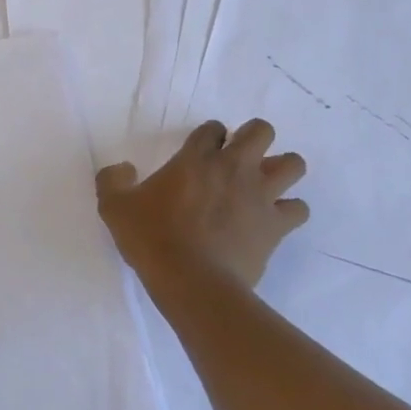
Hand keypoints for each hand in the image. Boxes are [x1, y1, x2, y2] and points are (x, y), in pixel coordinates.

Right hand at [96, 119, 308, 290]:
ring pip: (293, 164)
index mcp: (195, 159)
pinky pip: (298, 209)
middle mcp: (233, 168)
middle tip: (237, 159)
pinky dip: (289, 211)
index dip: (208, 135)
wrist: (191, 281)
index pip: (212, 128)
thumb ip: (112, 180)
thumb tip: (122, 168)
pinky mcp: (276, 225)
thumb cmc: (151, 238)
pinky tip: (273, 220)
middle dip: (252, 138)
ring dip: (281, 169)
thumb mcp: (114, 207)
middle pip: (261, 131)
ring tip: (263, 185)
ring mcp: (260, 195)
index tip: (200, 151)